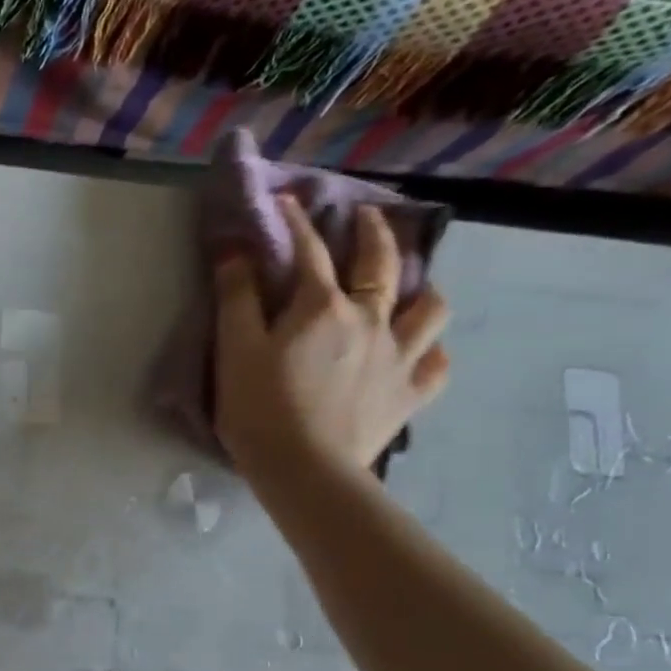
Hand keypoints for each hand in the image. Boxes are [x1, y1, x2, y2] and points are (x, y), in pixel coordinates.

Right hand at [216, 195, 450, 490]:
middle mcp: (370, 320)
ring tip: (412, 286)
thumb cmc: (258, 409)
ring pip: (429, 309)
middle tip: (368, 217)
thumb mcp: (234, 351)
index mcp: (322, 308)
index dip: (297, 222)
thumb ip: (236, 299)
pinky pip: (436, 365)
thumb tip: (236, 252)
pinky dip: (431, 352)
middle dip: (374, 233)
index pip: (310, 251)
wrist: (303, 470)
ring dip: (422, 289)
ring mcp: (398, 357)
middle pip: (382, 264)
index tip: (288, 200)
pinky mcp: (409, 395)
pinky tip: (421, 352)